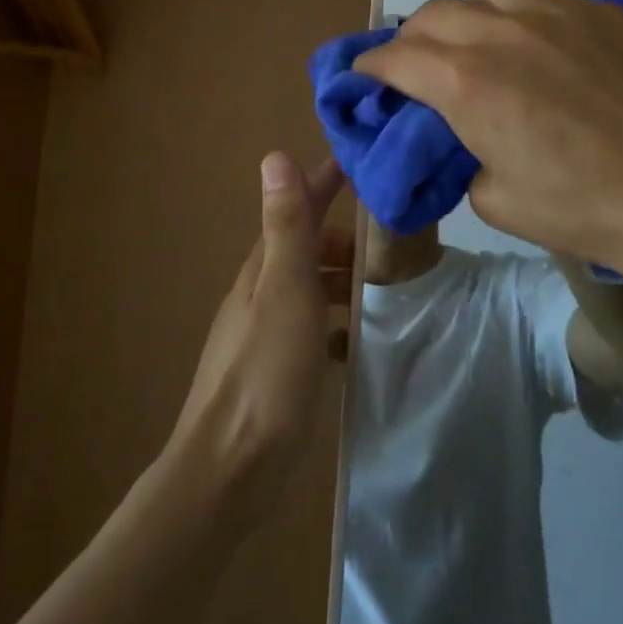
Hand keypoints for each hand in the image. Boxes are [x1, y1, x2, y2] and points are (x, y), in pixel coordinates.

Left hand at [164, 153, 350, 521]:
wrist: (231, 468)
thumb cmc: (266, 371)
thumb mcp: (284, 289)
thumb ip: (286, 226)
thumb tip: (275, 155)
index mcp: (263, 267)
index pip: (297, 208)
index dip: (324, 183)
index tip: (359, 163)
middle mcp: (261, 291)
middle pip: (306, 248)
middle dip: (344, 237)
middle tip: (392, 243)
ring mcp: (266, 332)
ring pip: (311, 289)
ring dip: (343, 281)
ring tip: (386, 289)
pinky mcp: (276, 369)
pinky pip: (312, 331)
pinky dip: (335, 326)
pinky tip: (356, 345)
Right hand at [354, 0, 622, 288]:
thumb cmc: (580, 210)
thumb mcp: (494, 201)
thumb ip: (461, 155)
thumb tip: (463, 136)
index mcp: (465, 82)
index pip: (394, 57)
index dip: (370, 66)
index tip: (364, 76)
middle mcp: (501, 33)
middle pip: (432, 13)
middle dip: (412, 39)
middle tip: (419, 67)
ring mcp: (555, 14)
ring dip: (469, 15)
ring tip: (485, 45)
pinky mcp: (602, 13)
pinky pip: (545, 0)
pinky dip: (527, 20)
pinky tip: (551, 53)